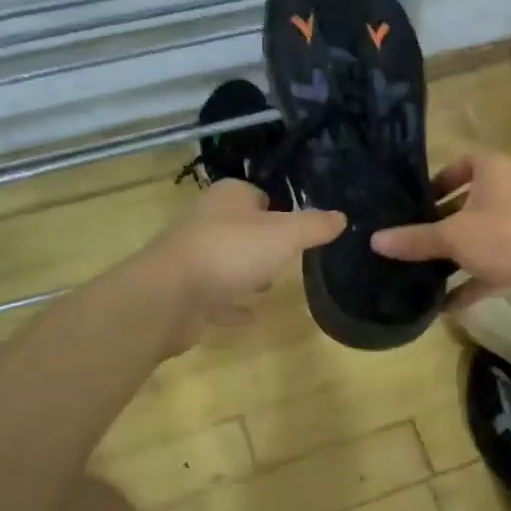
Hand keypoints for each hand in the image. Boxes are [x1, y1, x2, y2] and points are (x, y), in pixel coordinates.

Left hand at [142, 180, 344, 350]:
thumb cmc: (231, 252)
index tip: (297, 228)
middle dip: (261, 241)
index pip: (256, 194)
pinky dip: (230, 304)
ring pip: (225, 260)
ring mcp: (191, 256)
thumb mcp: (285, 235)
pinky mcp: (183, 290)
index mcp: (228, 197)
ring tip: (269, 285)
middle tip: (287, 257)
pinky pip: (214, 295)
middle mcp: (205, 220)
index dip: (278, 209)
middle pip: (240, 227)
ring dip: (245, 271)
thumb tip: (341, 217)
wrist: (169, 295)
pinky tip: (249, 316)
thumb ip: (314, 226)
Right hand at [370, 151, 510, 314]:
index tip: (416, 202)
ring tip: (423, 270)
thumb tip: (374, 240)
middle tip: (413, 237)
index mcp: (496, 170)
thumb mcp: (451, 237)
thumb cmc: (504, 238)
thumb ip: (414, 239)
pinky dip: (473, 280)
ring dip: (456, 253)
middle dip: (442, 222)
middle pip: (471, 202)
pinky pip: (494, 263)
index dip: (439, 180)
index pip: (464, 163)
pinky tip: (446, 304)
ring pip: (482, 234)